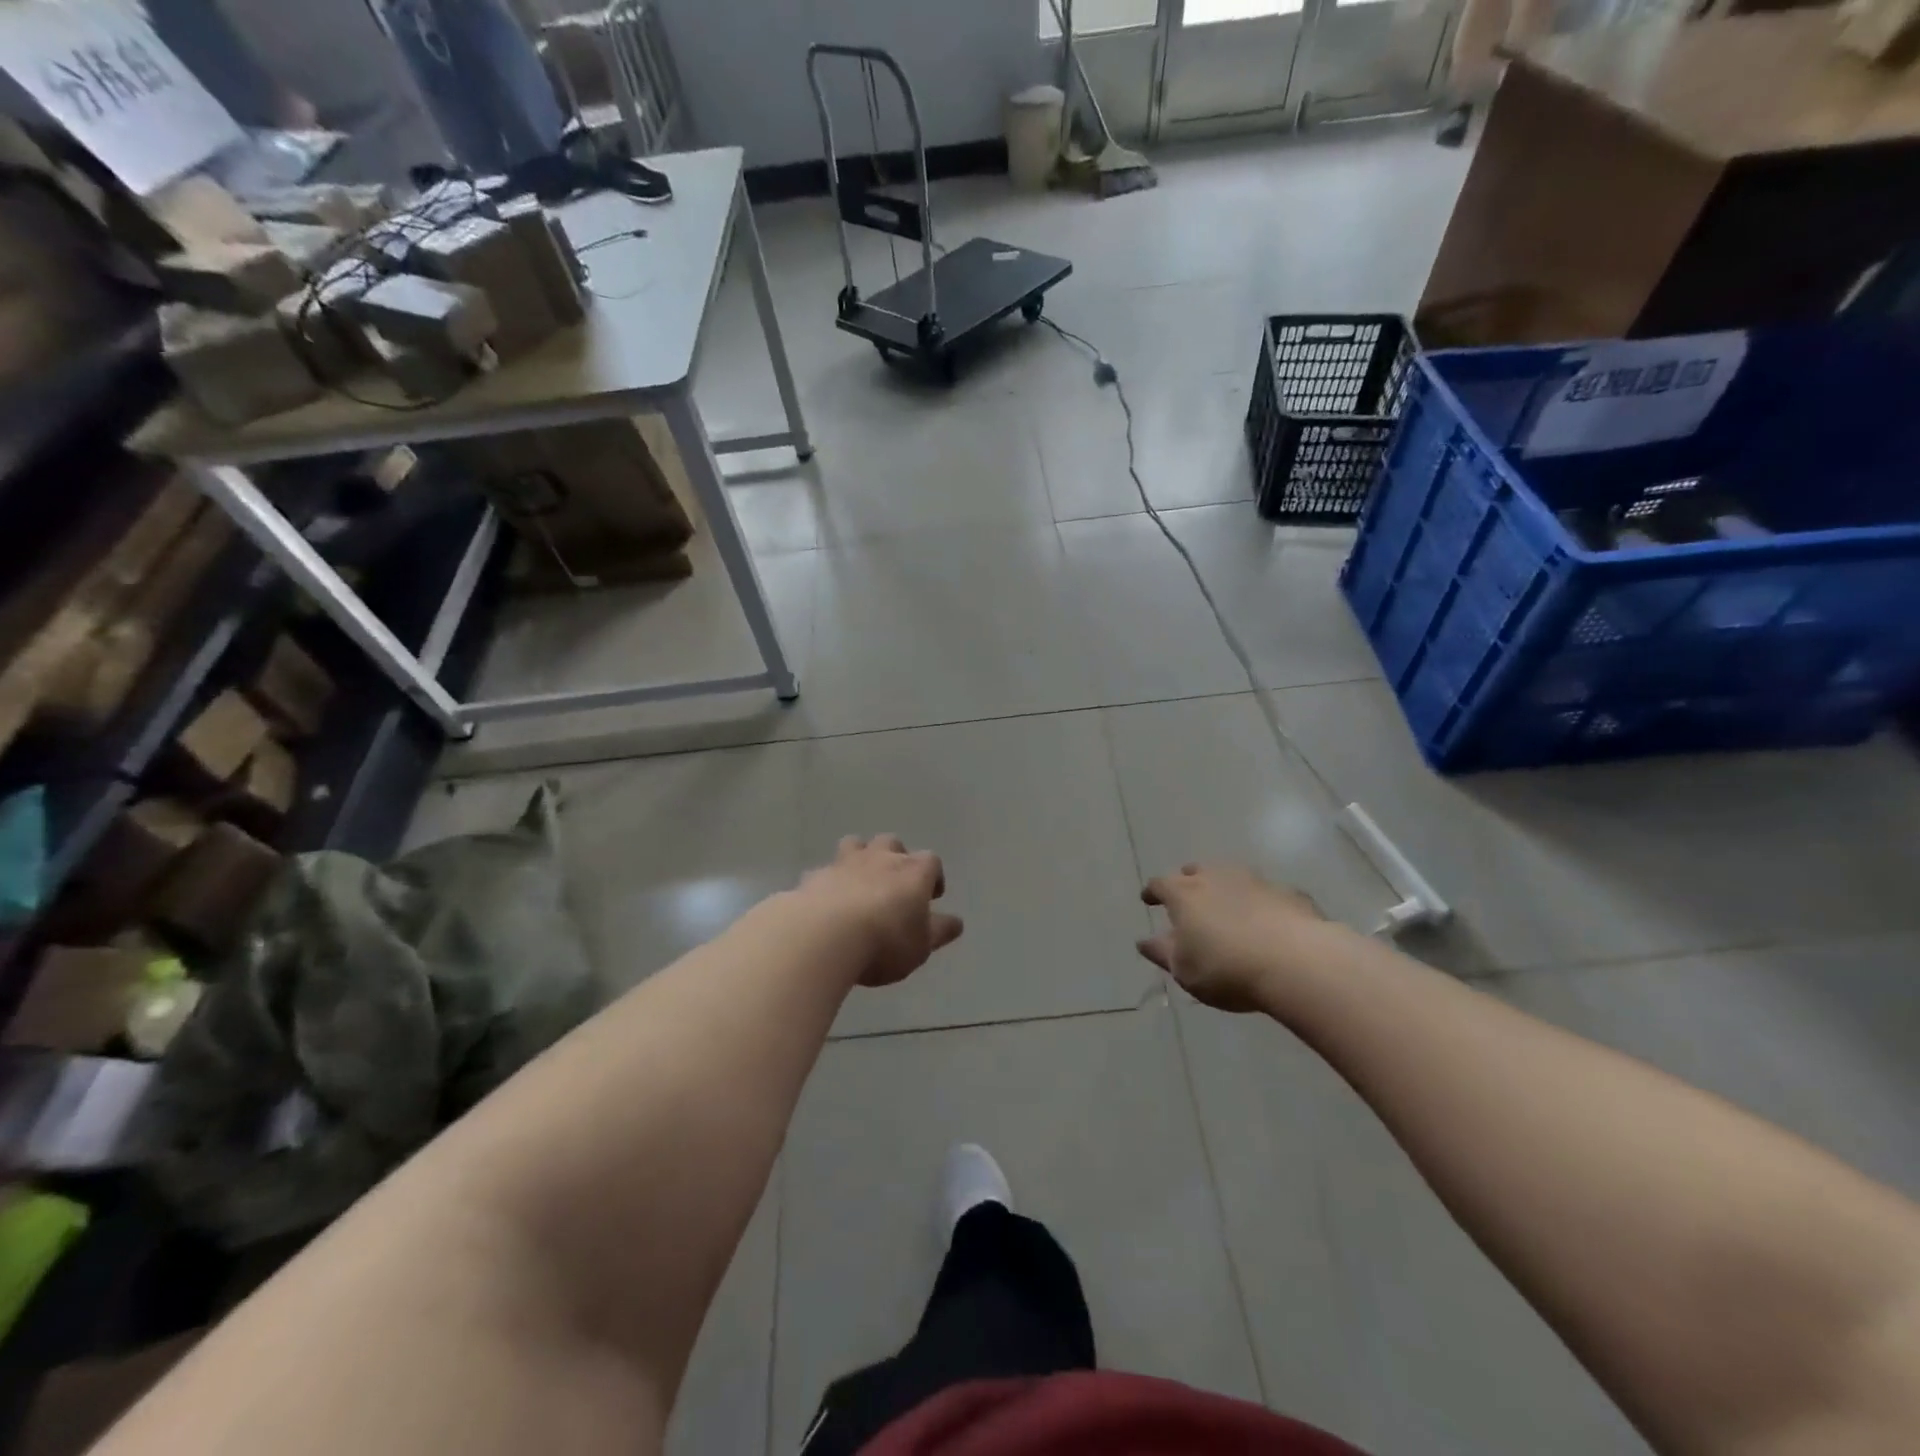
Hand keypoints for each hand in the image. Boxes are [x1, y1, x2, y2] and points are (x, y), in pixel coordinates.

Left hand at [797, 836, 963, 986]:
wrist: (825, 935)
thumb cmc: (885, 941)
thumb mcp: (921, 946)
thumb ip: (939, 932)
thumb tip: (956, 923)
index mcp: (914, 871)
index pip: (931, 861)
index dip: (933, 876)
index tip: (931, 895)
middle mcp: (881, 858)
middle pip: (892, 843)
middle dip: (895, 857)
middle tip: (894, 884)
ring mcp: (845, 863)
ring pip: (855, 844)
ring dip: (860, 856)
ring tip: (859, 881)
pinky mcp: (815, 876)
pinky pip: (825, 871)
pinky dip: (829, 881)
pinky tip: (826, 900)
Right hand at [1138, 864, 1325, 1012]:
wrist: (1297, 962)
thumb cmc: (1226, 968)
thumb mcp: (1184, 970)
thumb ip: (1162, 953)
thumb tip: (1144, 941)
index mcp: (1184, 894)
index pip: (1160, 884)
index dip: (1152, 892)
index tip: (1148, 899)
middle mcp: (1216, 877)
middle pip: (1195, 872)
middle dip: (1188, 882)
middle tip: (1188, 898)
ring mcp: (1255, 881)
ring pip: (1232, 877)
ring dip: (1225, 888)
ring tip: (1227, 906)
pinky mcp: (1288, 893)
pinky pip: (1266, 894)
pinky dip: (1260, 903)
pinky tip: (1266, 921)